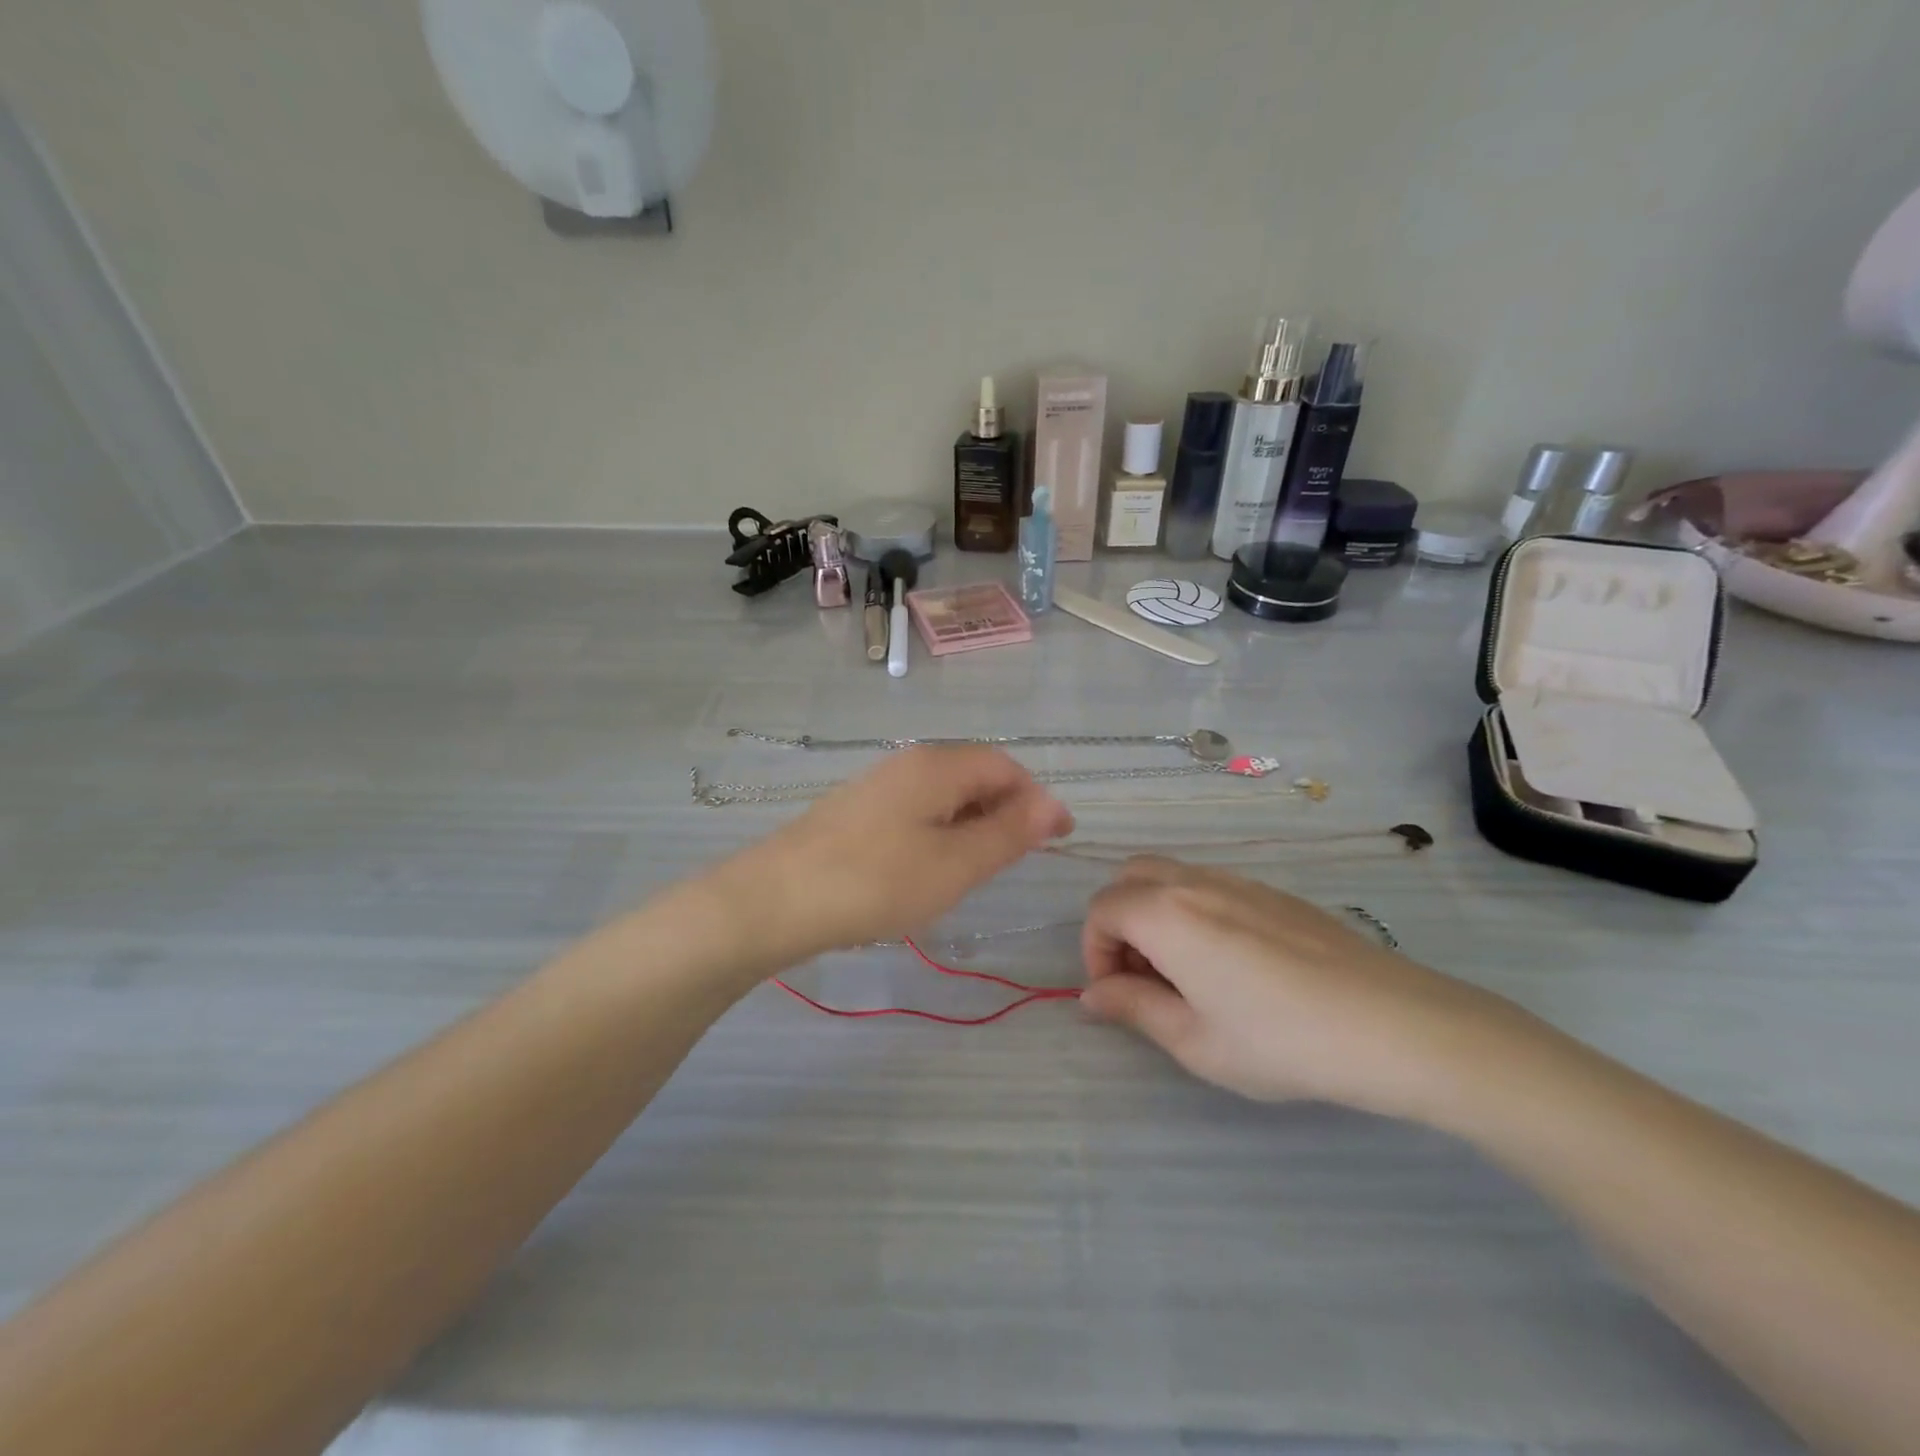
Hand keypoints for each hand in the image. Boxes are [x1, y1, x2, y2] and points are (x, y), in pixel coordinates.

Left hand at [716, 747, 1072, 965]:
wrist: (774, 900)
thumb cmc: (875, 882)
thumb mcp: (955, 864)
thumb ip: (1008, 833)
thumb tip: (1054, 806)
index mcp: (937, 766)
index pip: (1005, 766)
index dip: (1037, 799)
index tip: (1058, 839)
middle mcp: (908, 763)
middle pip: (974, 776)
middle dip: (1006, 812)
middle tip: (1019, 859)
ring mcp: (877, 785)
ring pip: (943, 796)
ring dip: (972, 825)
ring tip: (978, 869)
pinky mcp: (855, 811)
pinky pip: (915, 811)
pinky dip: (939, 833)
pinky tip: (928, 869)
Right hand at [1079, 857, 1516, 1120]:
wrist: (1394, 1025)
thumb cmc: (1281, 1041)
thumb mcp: (1195, 1041)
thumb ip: (1134, 1008)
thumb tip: (1093, 994)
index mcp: (1166, 913)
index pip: (1102, 910)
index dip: (1095, 951)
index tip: (1117, 995)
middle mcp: (1195, 882)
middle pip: (1130, 877)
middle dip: (1119, 922)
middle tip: (1143, 977)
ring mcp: (1239, 881)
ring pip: (1171, 877)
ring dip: (1155, 915)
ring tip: (1186, 975)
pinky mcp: (1275, 893)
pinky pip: (1210, 886)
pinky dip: (1194, 911)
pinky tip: (1232, 965)